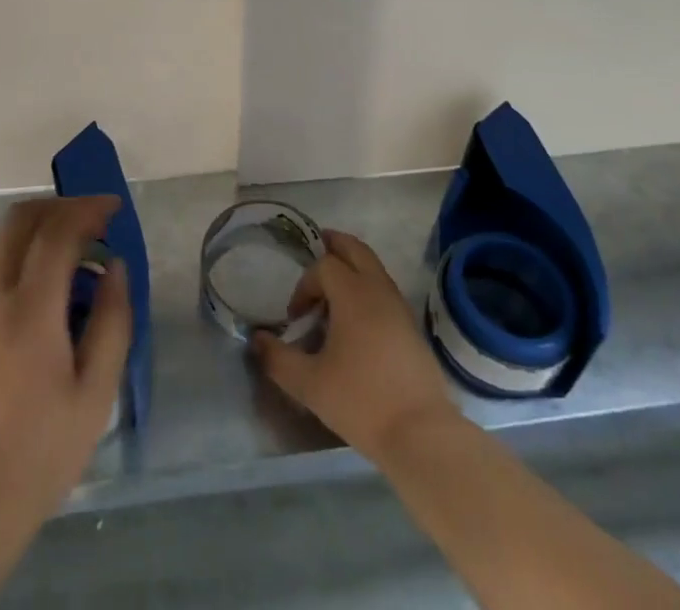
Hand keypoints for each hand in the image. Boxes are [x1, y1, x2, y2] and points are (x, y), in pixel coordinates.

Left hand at [0, 195, 132, 531]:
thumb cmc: (42, 451)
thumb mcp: (96, 392)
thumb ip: (111, 320)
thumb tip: (114, 267)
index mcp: (30, 308)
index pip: (58, 230)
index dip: (88, 209)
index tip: (114, 209)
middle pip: (20, 219)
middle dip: (59, 206)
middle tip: (91, 222)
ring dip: (35, 226)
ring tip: (67, 248)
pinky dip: (14, 251)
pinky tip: (36, 282)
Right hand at [253, 229, 457, 459]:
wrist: (422, 434)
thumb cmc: (362, 401)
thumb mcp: (310, 384)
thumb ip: (278, 359)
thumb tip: (257, 340)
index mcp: (353, 294)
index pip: (324, 266)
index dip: (304, 285)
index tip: (296, 317)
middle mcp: (378, 289)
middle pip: (355, 249)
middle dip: (334, 245)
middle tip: (318, 247)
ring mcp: (400, 307)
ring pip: (374, 267)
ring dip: (353, 266)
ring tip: (334, 286)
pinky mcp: (412, 327)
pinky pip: (385, 289)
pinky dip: (368, 286)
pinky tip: (357, 318)